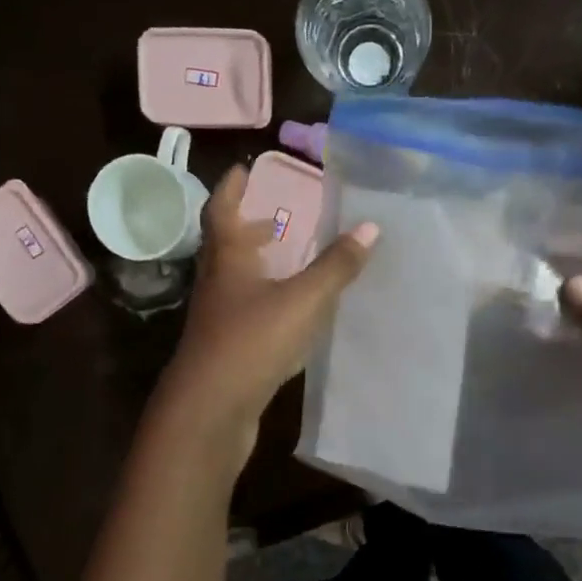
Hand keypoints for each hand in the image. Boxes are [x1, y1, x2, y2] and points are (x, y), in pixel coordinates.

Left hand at [153, 166, 378, 458]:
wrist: (210, 411)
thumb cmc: (251, 343)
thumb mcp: (301, 300)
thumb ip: (335, 267)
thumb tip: (371, 227)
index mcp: (227, 261)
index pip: (221, 212)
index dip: (231, 188)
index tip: (244, 168)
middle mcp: (217, 285)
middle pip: (226, 246)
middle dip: (247, 227)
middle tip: (273, 214)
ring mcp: (218, 321)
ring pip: (236, 281)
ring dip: (257, 265)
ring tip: (286, 259)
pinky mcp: (227, 351)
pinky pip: (247, 313)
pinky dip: (265, 300)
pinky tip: (289, 313)